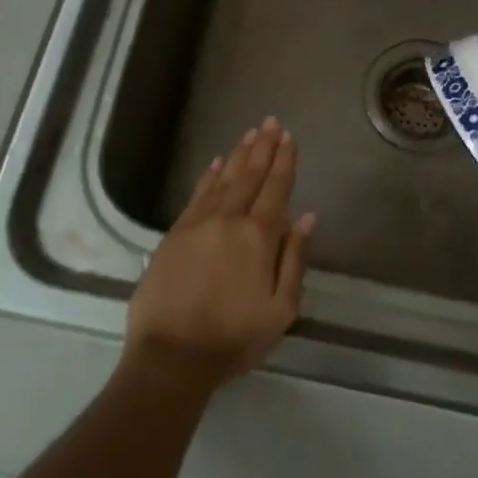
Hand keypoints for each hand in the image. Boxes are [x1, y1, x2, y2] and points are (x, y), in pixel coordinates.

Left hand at [124, 118, 313, 396]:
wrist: (170, 356)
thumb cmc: (233, 338)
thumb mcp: (281, 310)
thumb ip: (294, 259)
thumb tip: (307, 218)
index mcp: (258, 238)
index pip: (276, 189)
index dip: (284, 162)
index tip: (289, 137)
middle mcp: (228, 220)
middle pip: (249, 176)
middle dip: (263, 147)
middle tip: (271, 121)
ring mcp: (197, 224)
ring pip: (222, 180)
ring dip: (238, 155)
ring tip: (249, 133)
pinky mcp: (174, 234)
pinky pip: (196, 195)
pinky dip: (208, 176)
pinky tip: (215, 163)